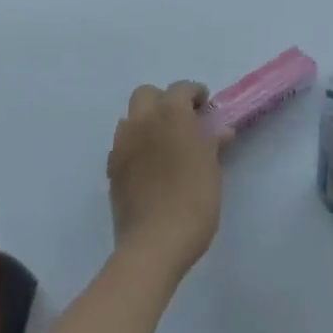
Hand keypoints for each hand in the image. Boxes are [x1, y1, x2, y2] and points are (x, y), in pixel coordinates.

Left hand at [107, 81, 226, 282]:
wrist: (154, 244)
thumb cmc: (194, 200)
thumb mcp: (212, 168)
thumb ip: (213, 143)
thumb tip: (220, 130)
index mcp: (171, 114)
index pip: (182, 88)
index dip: (195, 94)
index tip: (206, 109)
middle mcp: (142, 121)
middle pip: (147, 94)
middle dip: (164, 101)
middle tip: (183, 121)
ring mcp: (122, 145)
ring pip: (131, 118)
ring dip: (147, 121)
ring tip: (165, 144)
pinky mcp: (111, 169)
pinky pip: (123, 144)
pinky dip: (136, 145)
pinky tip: (150, 166)